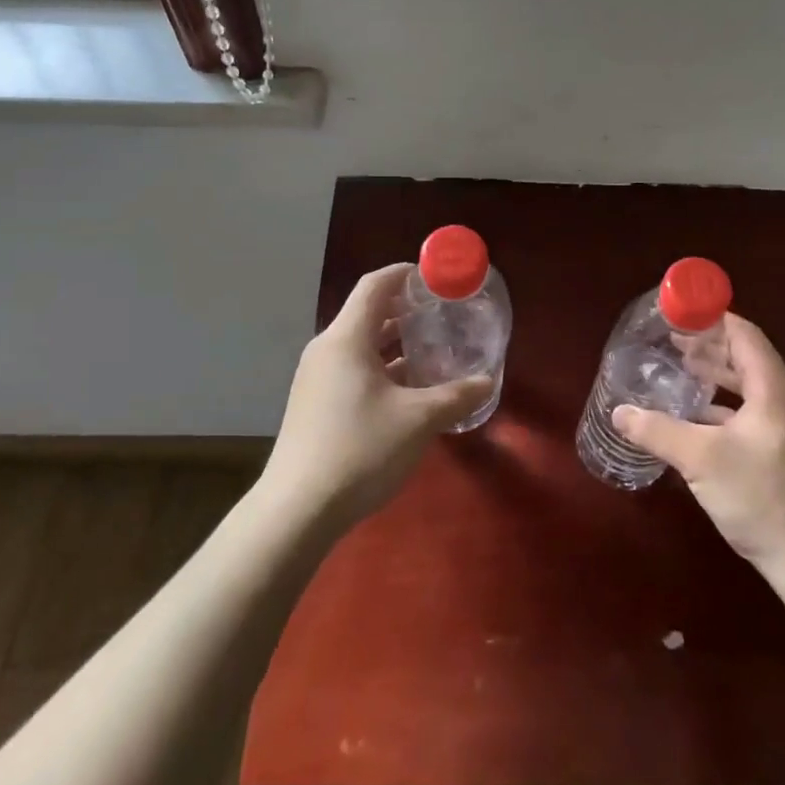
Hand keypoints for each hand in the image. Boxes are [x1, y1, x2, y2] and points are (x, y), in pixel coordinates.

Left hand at [260, 263, 492, 527]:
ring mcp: (318, 378)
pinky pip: (354, 370)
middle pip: (369, 314)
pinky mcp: (316, 404)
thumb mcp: (418, 420)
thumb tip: (487, 381)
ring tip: (435, 349)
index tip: (437, 277)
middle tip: (445, 314)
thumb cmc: (360, 450)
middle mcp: (327, 350)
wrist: (297, 510)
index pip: (375, 285)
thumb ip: (456, 396)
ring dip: (397, 344)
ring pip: (362, 346)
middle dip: (408, 311)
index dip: (406, 274)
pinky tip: (410, 390)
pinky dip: (383, 369)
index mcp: (346, 339)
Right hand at [613, 314, 784, 591]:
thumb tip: (618, 411)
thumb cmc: (761, 497)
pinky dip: (725, 404)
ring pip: (750, 386)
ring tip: (681, 369)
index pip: (744, 334)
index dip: (712, 319)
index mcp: (775, 388)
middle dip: (709, 346)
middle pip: (747, 356)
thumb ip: (658, 431)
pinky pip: (754, 410)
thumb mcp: (701, 460)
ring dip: (717, 375)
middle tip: (671, 341)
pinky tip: (698, 416)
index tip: (678, 314)